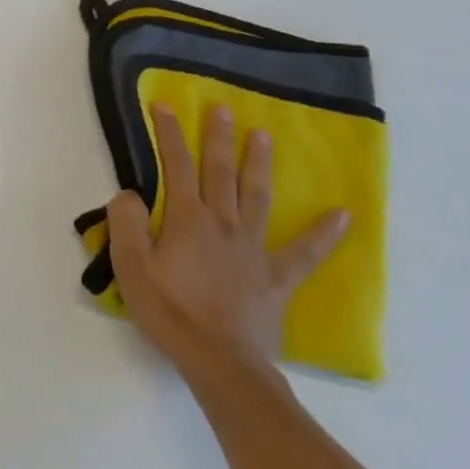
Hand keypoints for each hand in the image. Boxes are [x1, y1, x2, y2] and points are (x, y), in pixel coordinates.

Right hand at [108, 103, 349, 381]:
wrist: (220, 363)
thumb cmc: (169, 313)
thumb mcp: (131, 268)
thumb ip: (127, 225)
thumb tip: (129, 193)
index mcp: (188, 221)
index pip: (177, 167)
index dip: (169, 135)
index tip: (165, 105)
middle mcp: (224, 224)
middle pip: (220, 172)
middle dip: (218, 138)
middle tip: (222, 108)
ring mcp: (254, 250)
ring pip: (258, 197)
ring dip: (258, 164)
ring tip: (263, 136)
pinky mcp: (276, 278)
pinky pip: (304, 252)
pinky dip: (323, 233)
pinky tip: (342, 215)